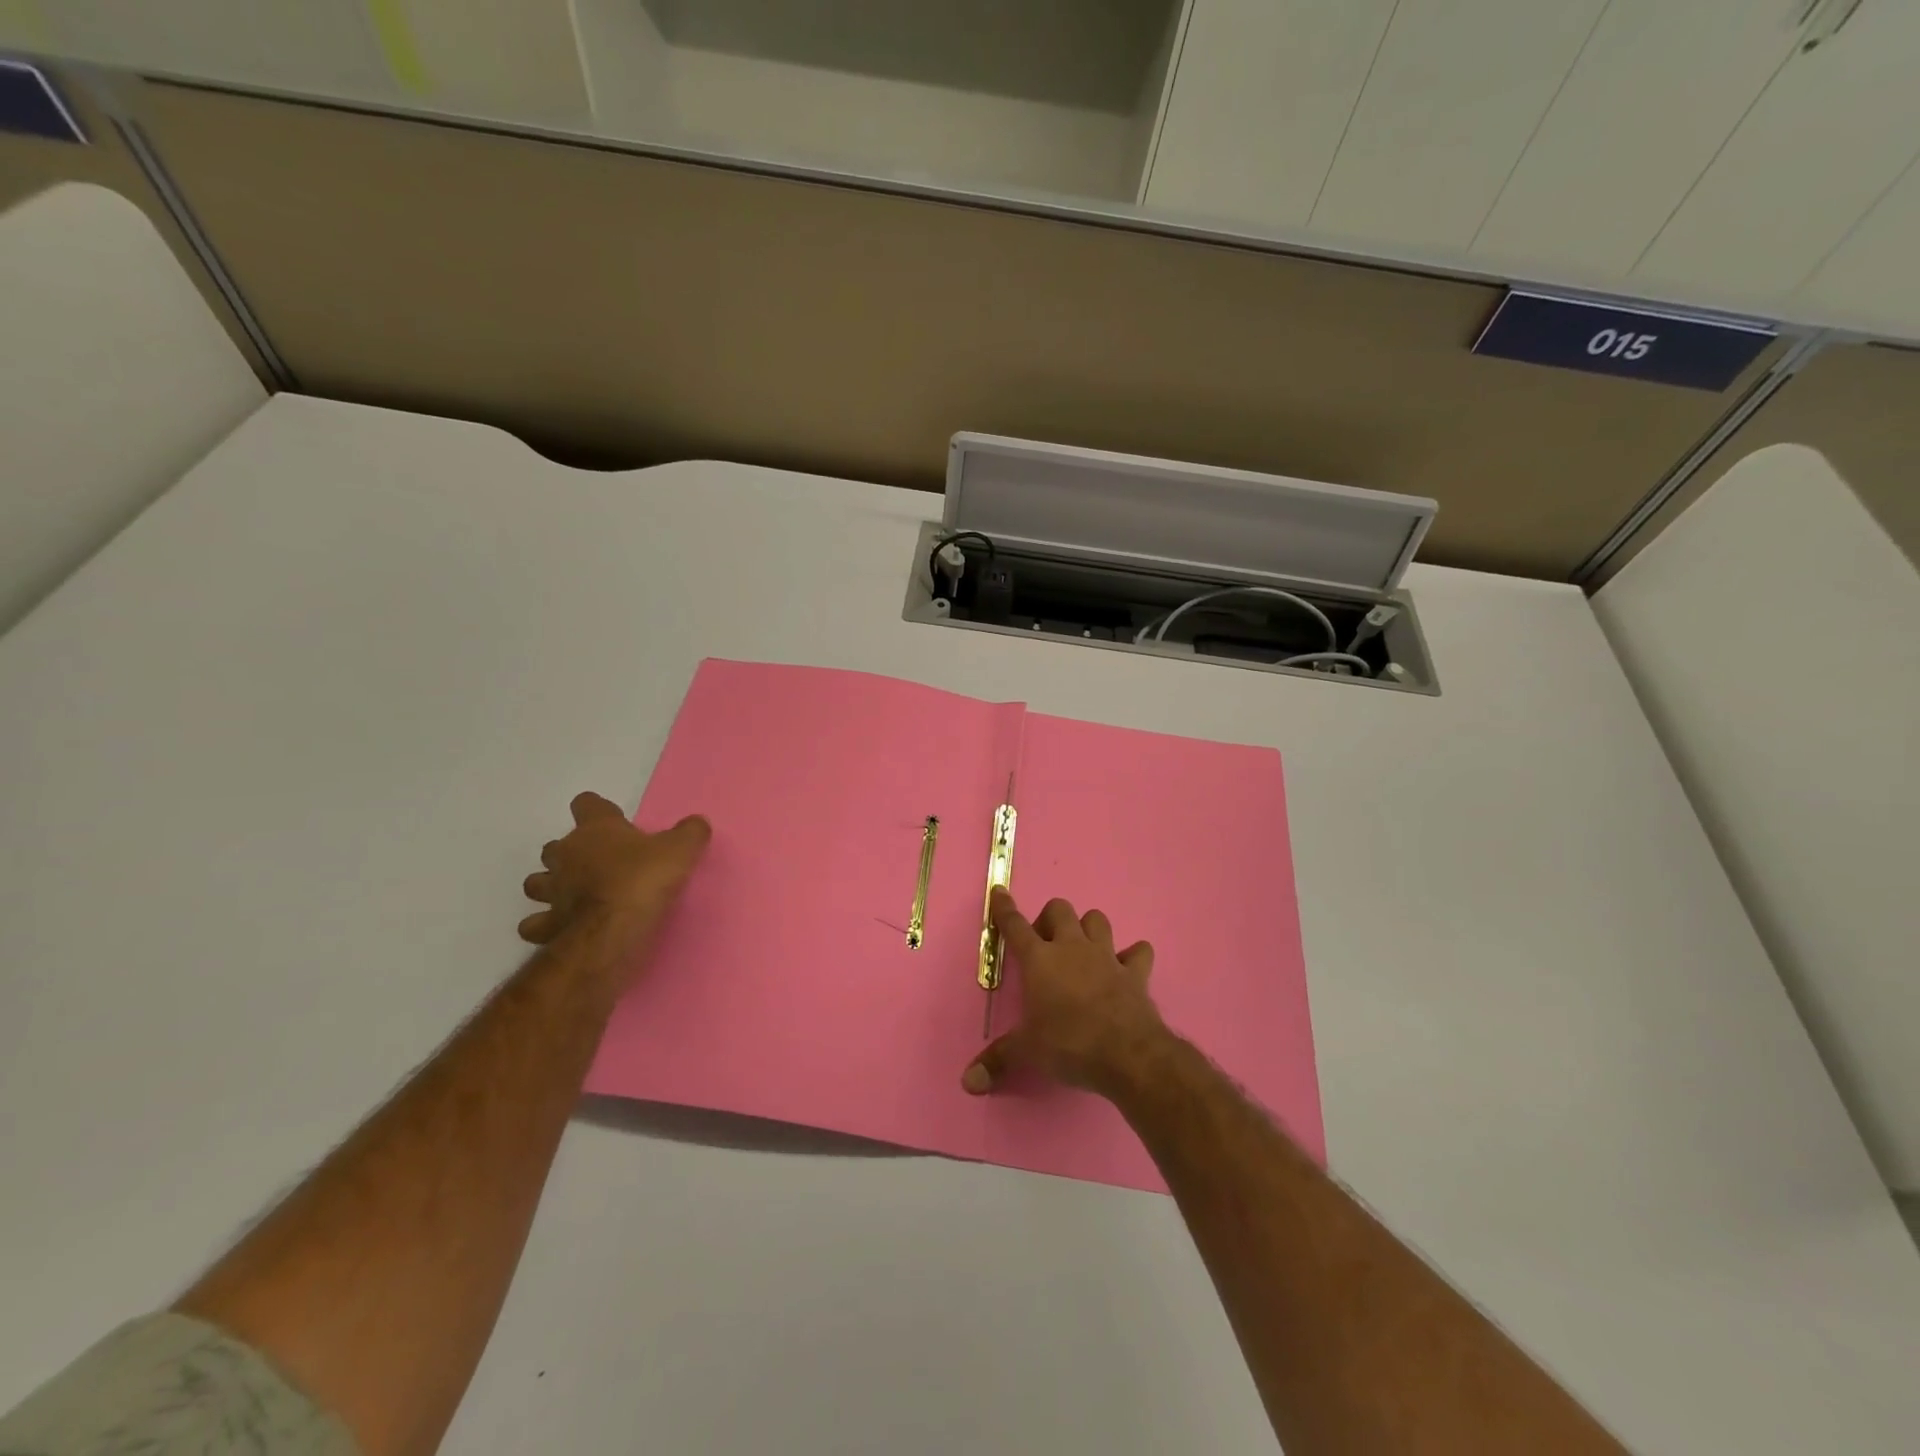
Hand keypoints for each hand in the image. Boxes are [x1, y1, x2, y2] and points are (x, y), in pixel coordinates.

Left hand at [519, 792, 709, 985]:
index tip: (613, 820)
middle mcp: (566, 855)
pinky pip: (537, 923)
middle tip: (597, 864)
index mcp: (596, 830)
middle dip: (570, 853)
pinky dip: (546, 925)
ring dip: (550, 886)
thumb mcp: (681, 850)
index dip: (597, 810)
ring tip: (573, 896)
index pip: (586, 804)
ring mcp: (552, 891)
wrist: (612, 931)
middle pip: (555, 845)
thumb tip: (697, 823)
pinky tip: (563, 928)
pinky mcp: (547, 925)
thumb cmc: (644, 880)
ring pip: (537, 882)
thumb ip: (690, 833)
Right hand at [961, 888, 1167, 1099]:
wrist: (1127, 1054)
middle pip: (1059, 909)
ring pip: (1097, 920)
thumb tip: (968, 1083)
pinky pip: (1139, 952)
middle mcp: (1072, 948)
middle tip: (1045, 945)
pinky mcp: (1135, 972)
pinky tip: (1128, 966)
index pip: (1015, 925)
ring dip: (1089, 928)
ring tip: (1083, 949)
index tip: (1000, 892)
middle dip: (1050, 919)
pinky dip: (1133, 956)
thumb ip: (997, 1060)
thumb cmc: (1069, 1044)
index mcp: (1040, 960)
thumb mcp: (1027, 1052)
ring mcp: (1106, 956)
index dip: (1004, 908)